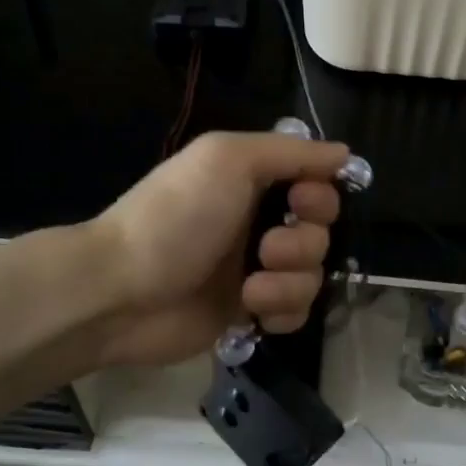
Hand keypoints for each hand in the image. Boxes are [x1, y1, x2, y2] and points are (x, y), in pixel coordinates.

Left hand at [85, 130, 349, 368]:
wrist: (121, 292)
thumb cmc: (174, 218)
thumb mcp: (227, 159)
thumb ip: (291, 151)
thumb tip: (345, 153)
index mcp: (254, 182)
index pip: (317, 186)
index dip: (320, 197)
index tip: (300, 204)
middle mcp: (259, 223)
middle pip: (321, 234)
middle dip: (301, 244)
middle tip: (264, 250)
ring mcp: (256, 270)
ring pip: (312, 276)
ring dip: (288, 283)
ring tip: (249, 289)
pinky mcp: (250, 311)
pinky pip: (297, 312)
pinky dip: (282, 311)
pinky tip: (254, 313)